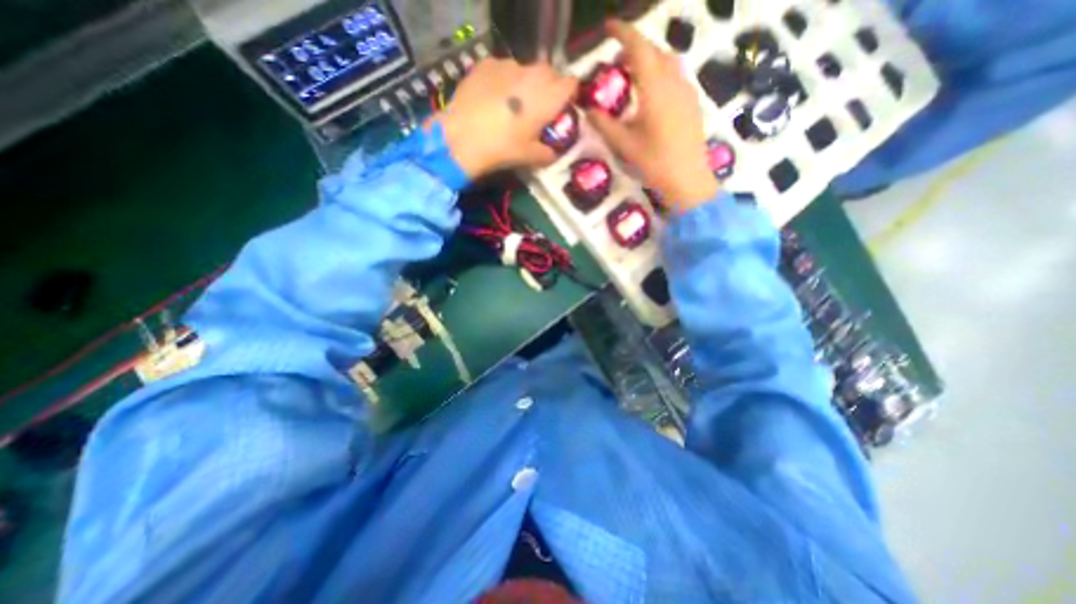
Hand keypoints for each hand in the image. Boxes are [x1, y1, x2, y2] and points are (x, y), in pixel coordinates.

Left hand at [432, 58, 579, 181]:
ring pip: (526, 70)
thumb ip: (549, 154)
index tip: (562, 110)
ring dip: (525, 84)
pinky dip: (504, 81)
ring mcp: (508, 65)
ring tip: (511, 105)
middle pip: (550, 73)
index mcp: (549, 96)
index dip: (569, 96)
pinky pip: (503, 70)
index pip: (571, 84)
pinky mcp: (487, 63)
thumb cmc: (503, 148)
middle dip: (549, 88)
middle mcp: (533, 74)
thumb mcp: (531, 157)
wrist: (463, 137)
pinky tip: (493, 99)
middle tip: (538, 109)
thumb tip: (555, 153)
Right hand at [586, 18, 717, 211]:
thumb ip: (605, 125)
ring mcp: (687, 91)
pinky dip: (661, 72)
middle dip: (636, 46)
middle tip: (618, 57)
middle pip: (656, 51)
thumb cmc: (655, 162)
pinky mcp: (692, 103)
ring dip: (650, 59)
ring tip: (634, 73)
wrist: (688, 179)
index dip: (623, 33)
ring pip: (669, 61)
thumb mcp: (625, 145)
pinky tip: (652, 92)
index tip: (608, 27)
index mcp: (655, 89)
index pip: (639, 49)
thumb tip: (588, 111)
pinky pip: (676, 76)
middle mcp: (674, 82)